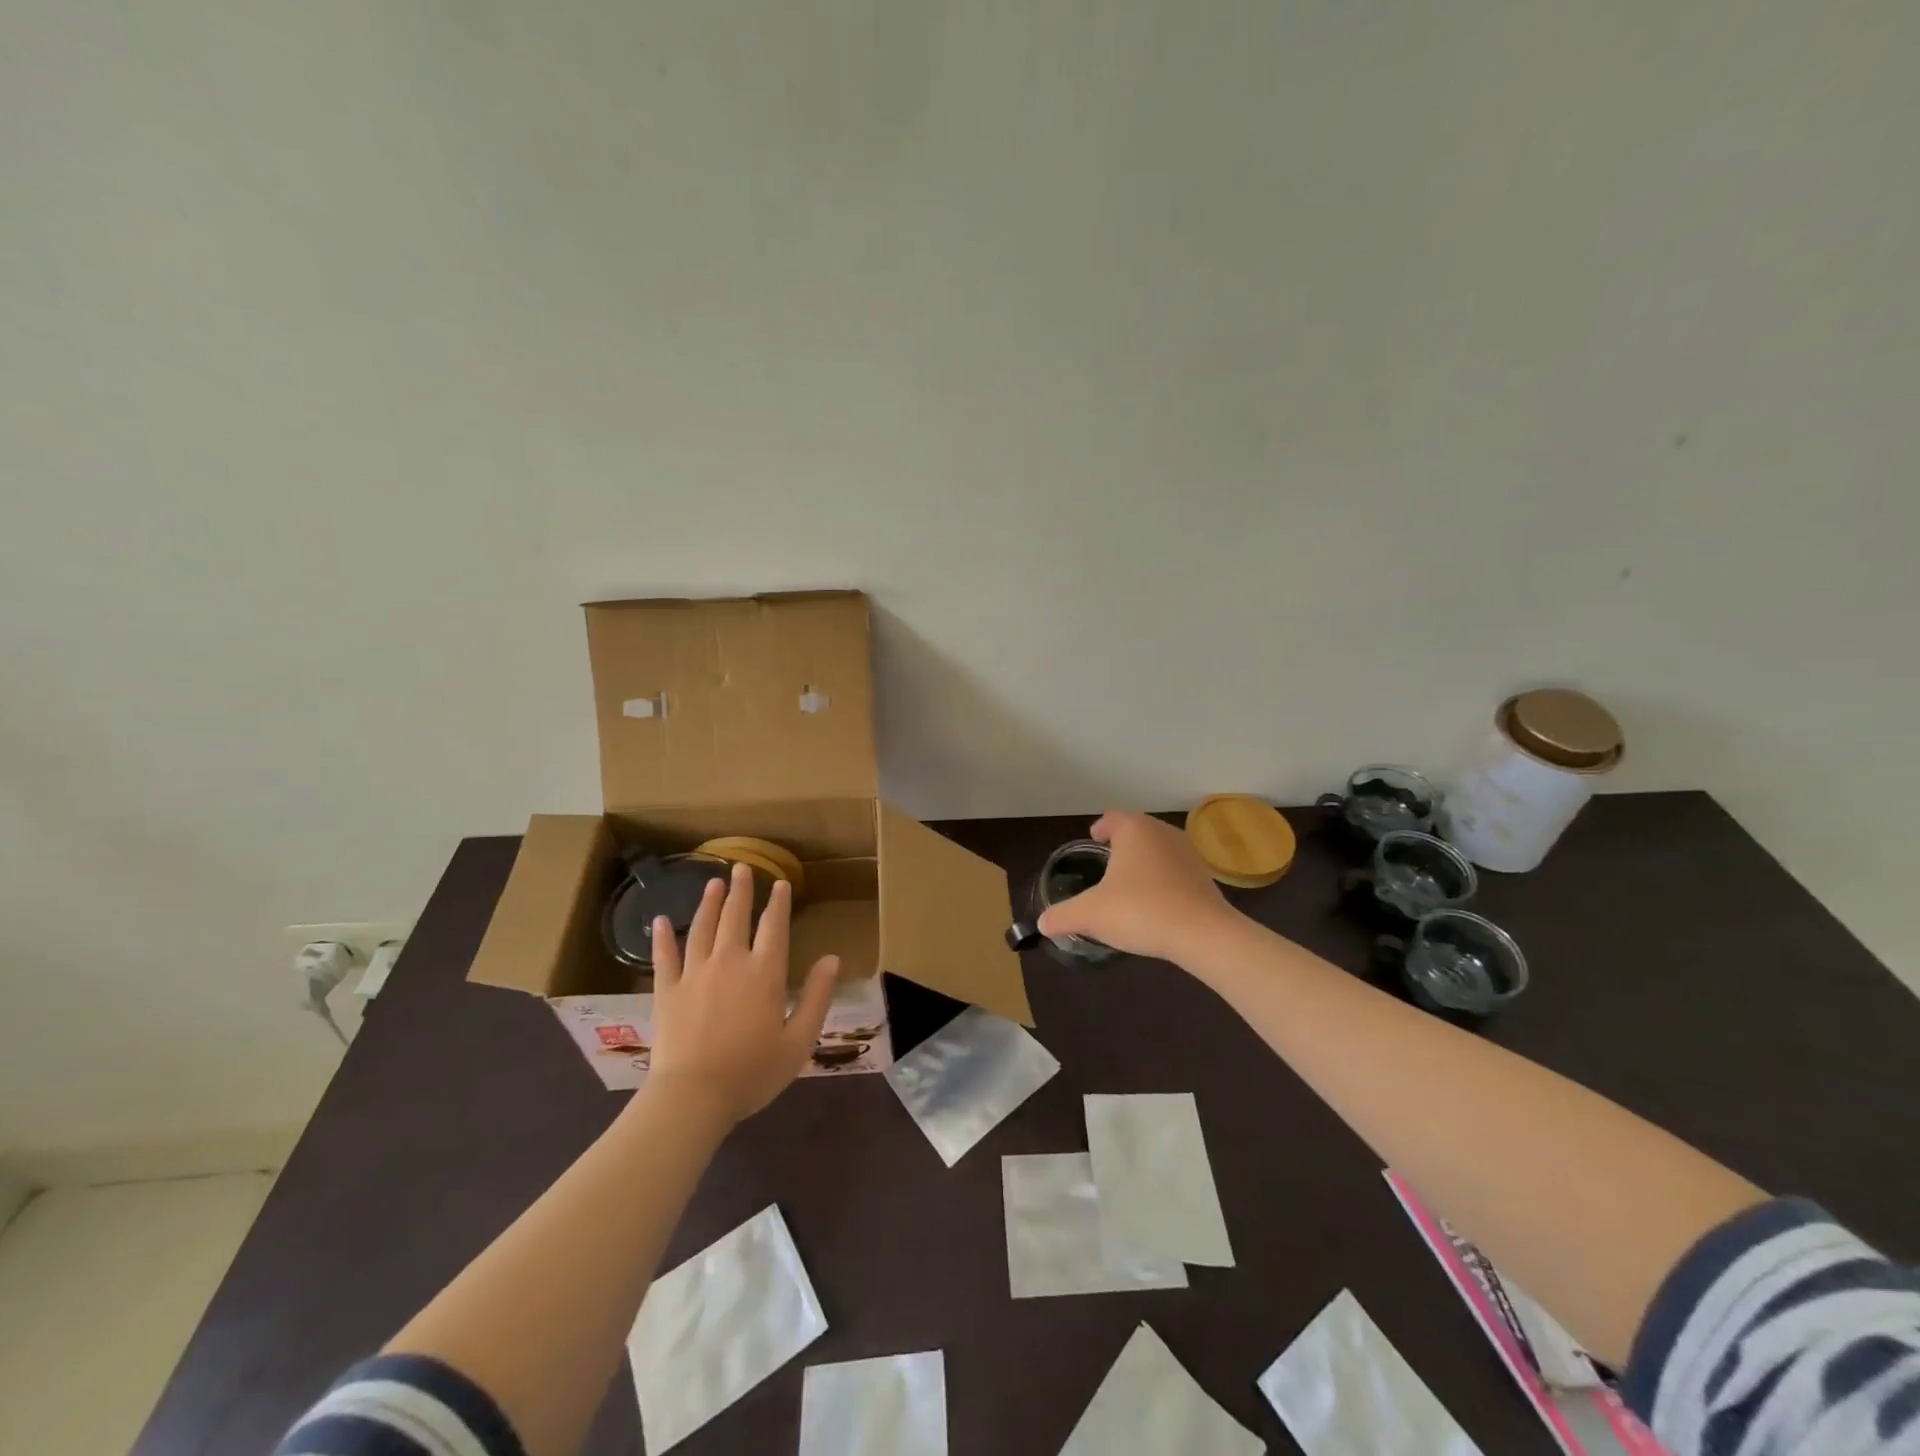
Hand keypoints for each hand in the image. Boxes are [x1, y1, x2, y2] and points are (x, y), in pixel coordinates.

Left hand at [644, 864, 838, 1127]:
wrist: (692, 1097)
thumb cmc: (752, 1072)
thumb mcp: (799, 1040)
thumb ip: (817, 997)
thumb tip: (832, 959)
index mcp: (764, 973)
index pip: (774, 927)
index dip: (779, 903)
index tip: (781, 883)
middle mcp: (730, 962)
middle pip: (736, 917)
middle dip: (742, 890)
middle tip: (742, 867)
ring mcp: (694, 974)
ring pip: (702, 928)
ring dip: (709, 903)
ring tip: (713, 882)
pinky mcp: (666, 991)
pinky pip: (664, 957)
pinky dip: (662, 937)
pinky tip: (660, 920)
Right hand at [1036, 812, 1233, 964]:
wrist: (1202, 934)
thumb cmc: (1140, 910)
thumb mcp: (1090, 914)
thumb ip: (1062, 915)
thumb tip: (1042, 923)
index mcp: (1134, 830)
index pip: (1113, 818)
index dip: (1101, 827)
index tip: (1094, 839)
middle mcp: (1162, 832)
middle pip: (1137, 831)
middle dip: (1122, 844)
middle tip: (1106, 863)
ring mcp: (1187, 853)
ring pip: (1158, 850)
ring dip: (1144, 862)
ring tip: (1129, 883)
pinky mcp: (1204, 877)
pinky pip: (1175, 871)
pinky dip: (1162, 880)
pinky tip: (1154, 902)